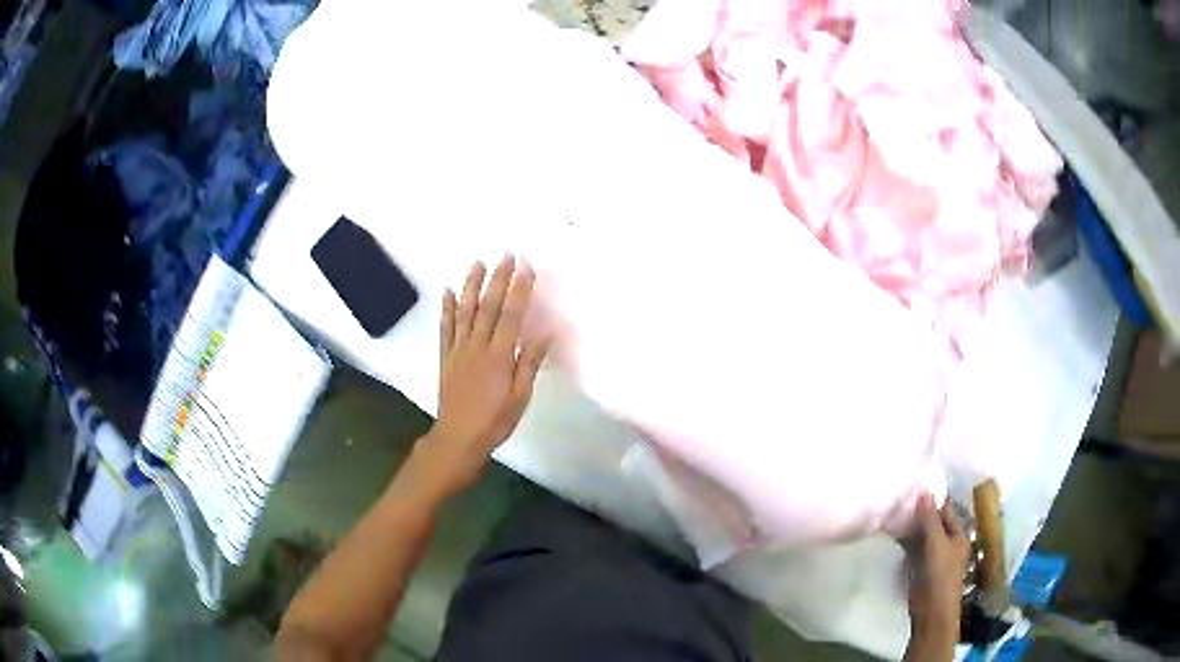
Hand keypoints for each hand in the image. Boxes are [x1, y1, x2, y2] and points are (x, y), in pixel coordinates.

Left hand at [415, 256, 547, 496]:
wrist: (458, 439)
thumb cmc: (494, 421)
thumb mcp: (520, 397)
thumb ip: (529, 363)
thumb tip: (545, 332)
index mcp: (499, 356)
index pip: (511, 316)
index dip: (520, 290)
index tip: (527, 267)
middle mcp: (477, 347)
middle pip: (488, 307)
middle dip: (498, 279)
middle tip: (506, 256)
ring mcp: (457, 350)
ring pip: (465, 312)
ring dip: (471, 286)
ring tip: (477, 263)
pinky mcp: (445, 357)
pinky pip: (445, 328)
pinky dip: (447, 309)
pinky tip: (448, 291)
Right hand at [902, 493, 969, 649]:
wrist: (931, 610)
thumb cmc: (940, 574)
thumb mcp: (936, 544)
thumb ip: (930, 519)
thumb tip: (923, 491)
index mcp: (958, 534)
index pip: (946, 509)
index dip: (934, 497)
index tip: (917, 483)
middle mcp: (946, 541)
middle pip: (933, 521)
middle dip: (919, 510)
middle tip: (900, 494)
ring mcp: (932, 554)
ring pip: (921, 534)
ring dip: (910, 525)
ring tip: (893, 509)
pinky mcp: (919, 566)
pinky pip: (912, 547)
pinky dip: (904, 539)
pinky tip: (892, 531)